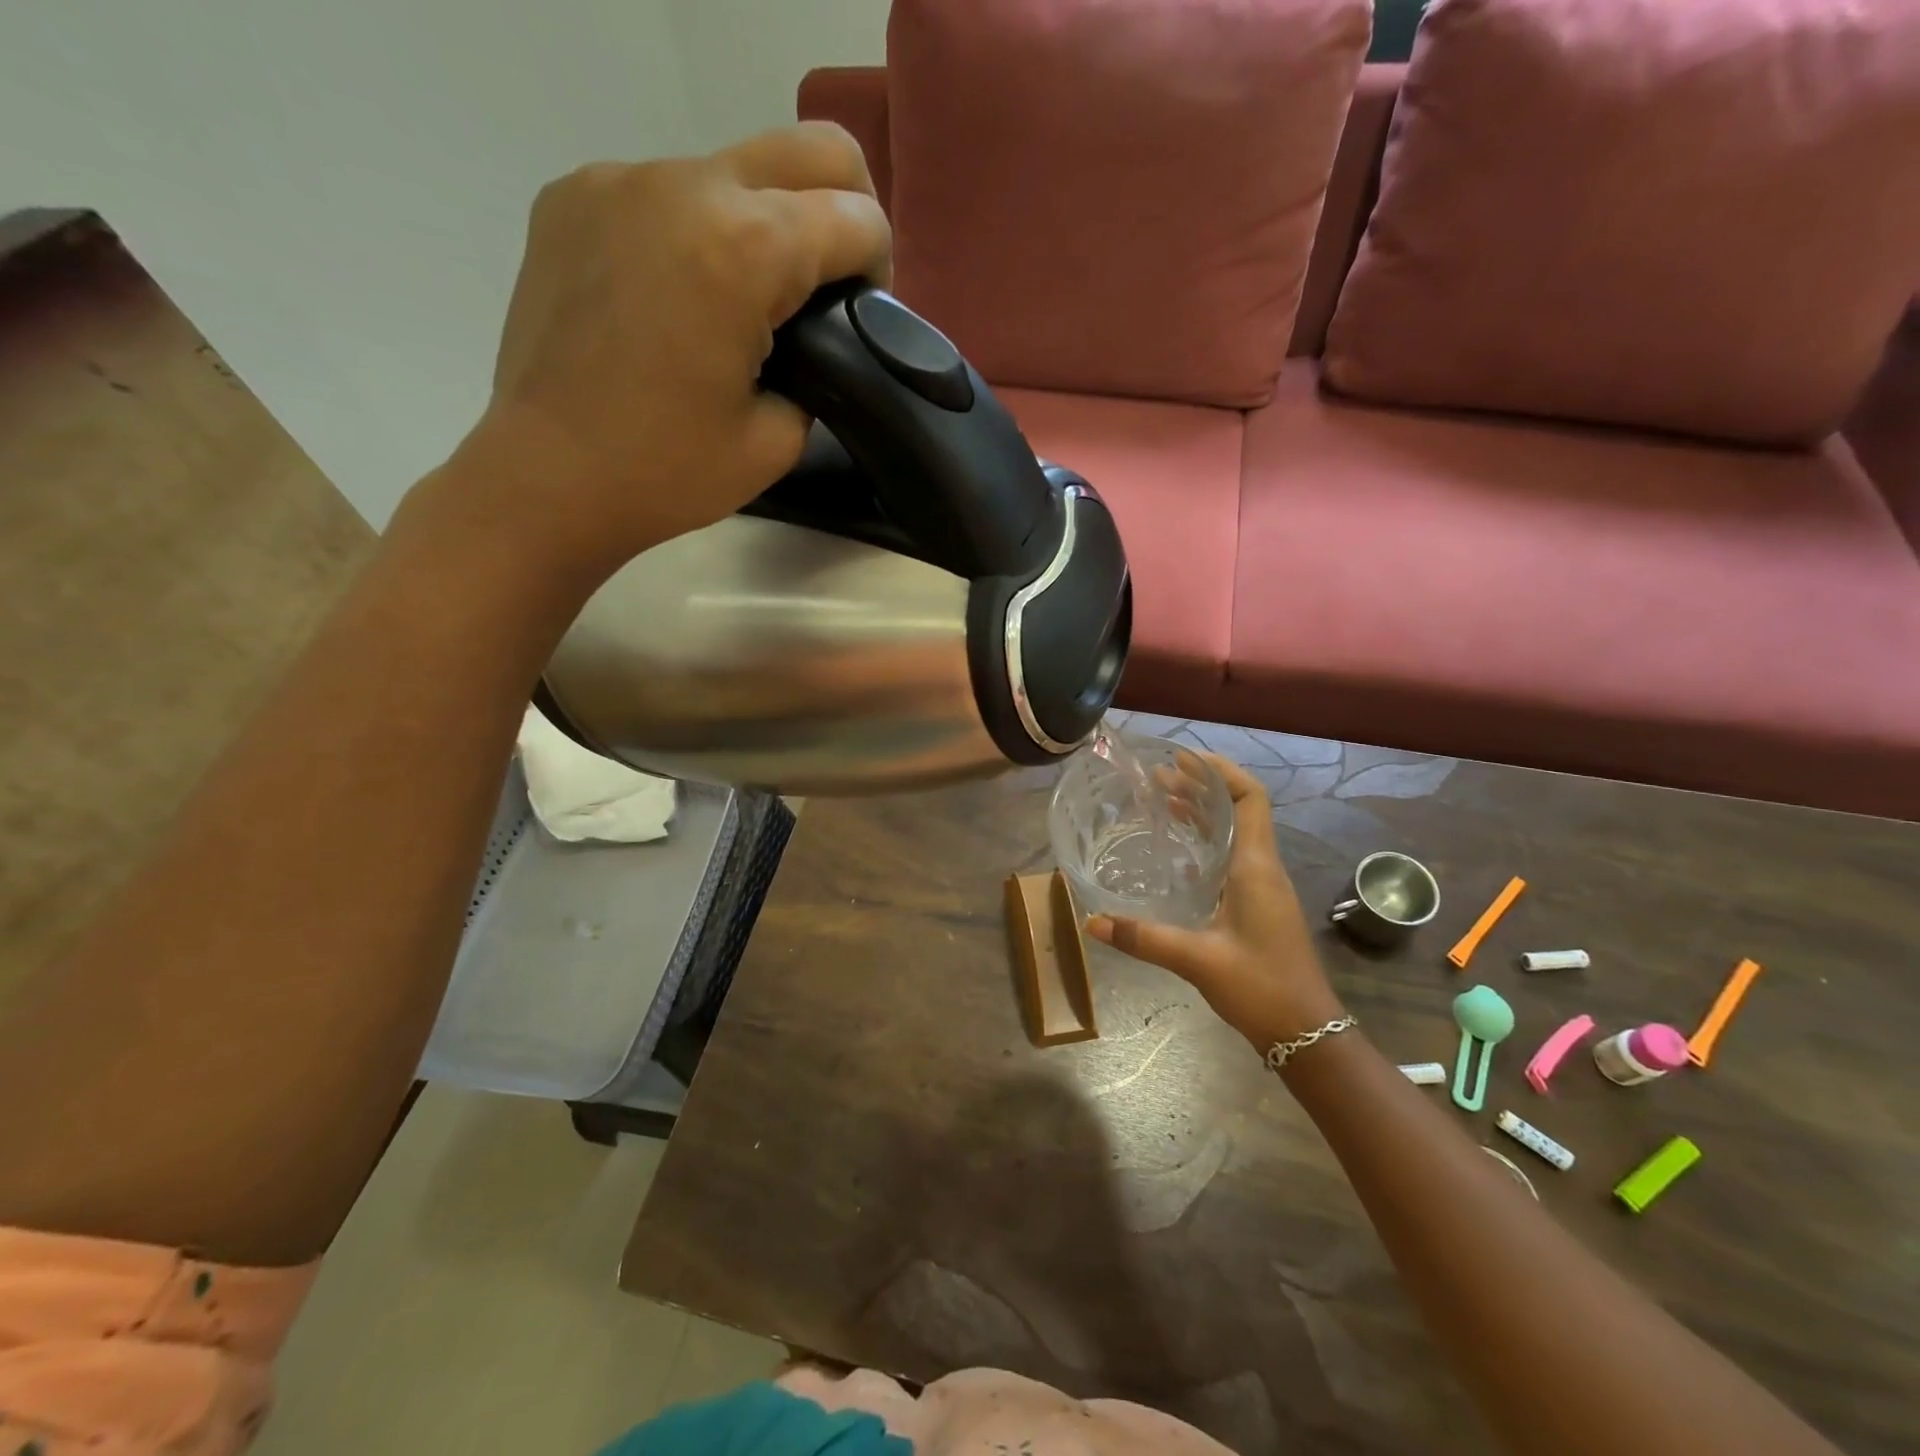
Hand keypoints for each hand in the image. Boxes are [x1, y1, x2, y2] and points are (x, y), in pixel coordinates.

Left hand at [411, 122, 891, 583]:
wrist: (548, 478)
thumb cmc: (669, 472)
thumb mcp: (778, 438)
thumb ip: (817, 369)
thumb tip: (811, 338)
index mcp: (744, 249)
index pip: (856, 217)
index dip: (878, 269)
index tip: (861, 318)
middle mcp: (685, 184)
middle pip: (811, 149)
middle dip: (845, 211)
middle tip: (831, 284)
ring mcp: (620, 179)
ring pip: (736, 168)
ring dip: (764, 223)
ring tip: (743, 302)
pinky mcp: (573, 195)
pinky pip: (667, 190)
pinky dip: (695, 231)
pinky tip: (678, 297)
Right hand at [1087, 754, 1344, 1049]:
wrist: (1308, 1033)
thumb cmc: (1261, 988)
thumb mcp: (1197, 960)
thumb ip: (1144, 938)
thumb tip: (1092, 922)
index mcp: (1256, 867)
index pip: (1250, 798)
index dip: (1221, 771)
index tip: (1184, 759)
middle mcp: (1263, 867)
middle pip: (1239, 809)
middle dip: (1201, 787)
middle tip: (1158, 776)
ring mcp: (1264, 887)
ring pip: (1236, 832)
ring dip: (1203, 812)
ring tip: (1162, 800)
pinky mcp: (1259, 905)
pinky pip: (1232, 856)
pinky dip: (1206, 842)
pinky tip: (1177, 853)